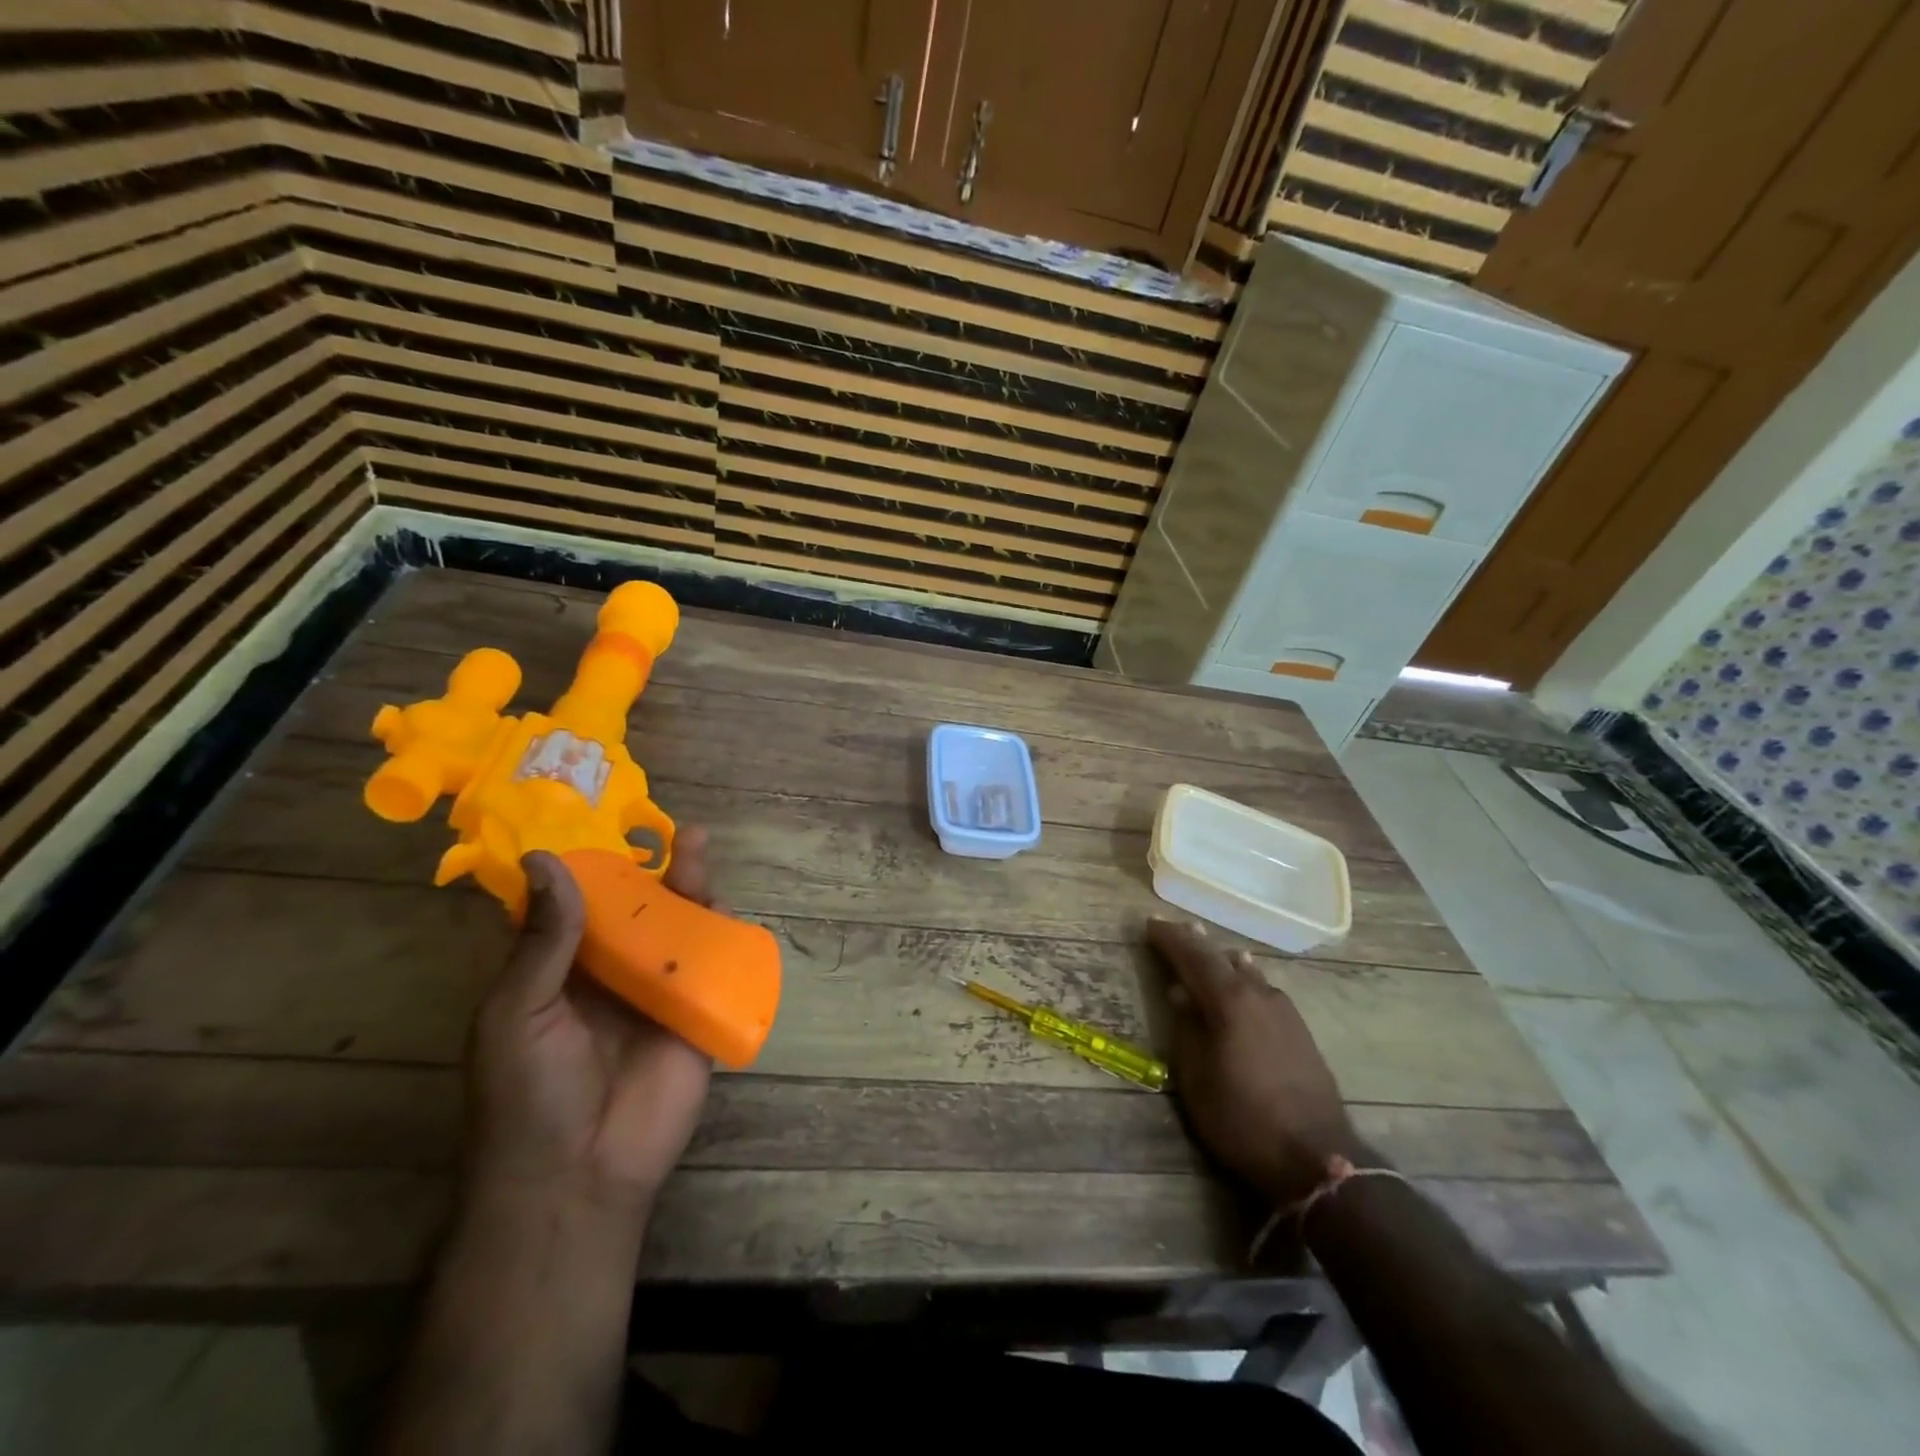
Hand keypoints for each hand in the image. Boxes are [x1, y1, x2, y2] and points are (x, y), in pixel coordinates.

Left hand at [466, 830, 718, 1215]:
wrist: (579, 1176)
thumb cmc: (528, 1094)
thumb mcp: (518, 1012)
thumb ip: (544, 940)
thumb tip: (547, 860)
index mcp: (559, 971)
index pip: (577, 906)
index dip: (592, 866)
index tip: (606, 820)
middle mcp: (610, 975)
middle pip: (638, 910)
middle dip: (655, 871)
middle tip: (676, 832)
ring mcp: (656, 993)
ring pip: (678, 930)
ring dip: (690, 891)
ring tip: (697, 852)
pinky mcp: (696, 1014)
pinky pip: (712, 967)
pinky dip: (721, 935)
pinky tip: (723, 906)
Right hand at [1148, 918, 1365, 1205]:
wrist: (1317, 1157)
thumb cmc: (1242, 1118)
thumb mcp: (1196, 1077)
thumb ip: (1186, 1028)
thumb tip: (1180, 993)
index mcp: (1230, 1000)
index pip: (1193, 957)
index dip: (1169, 939)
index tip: (1150, 924)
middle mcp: (1259, 994)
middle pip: (1221, 958)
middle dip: (1196, 942)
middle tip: (1176, 927)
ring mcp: (1284, 1011)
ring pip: (1246, 972)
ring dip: (1221, 959)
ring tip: (1206, 947)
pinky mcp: (1300, 1030)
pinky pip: (1262, 989)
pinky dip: (1243, 977)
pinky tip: (1243, 979)